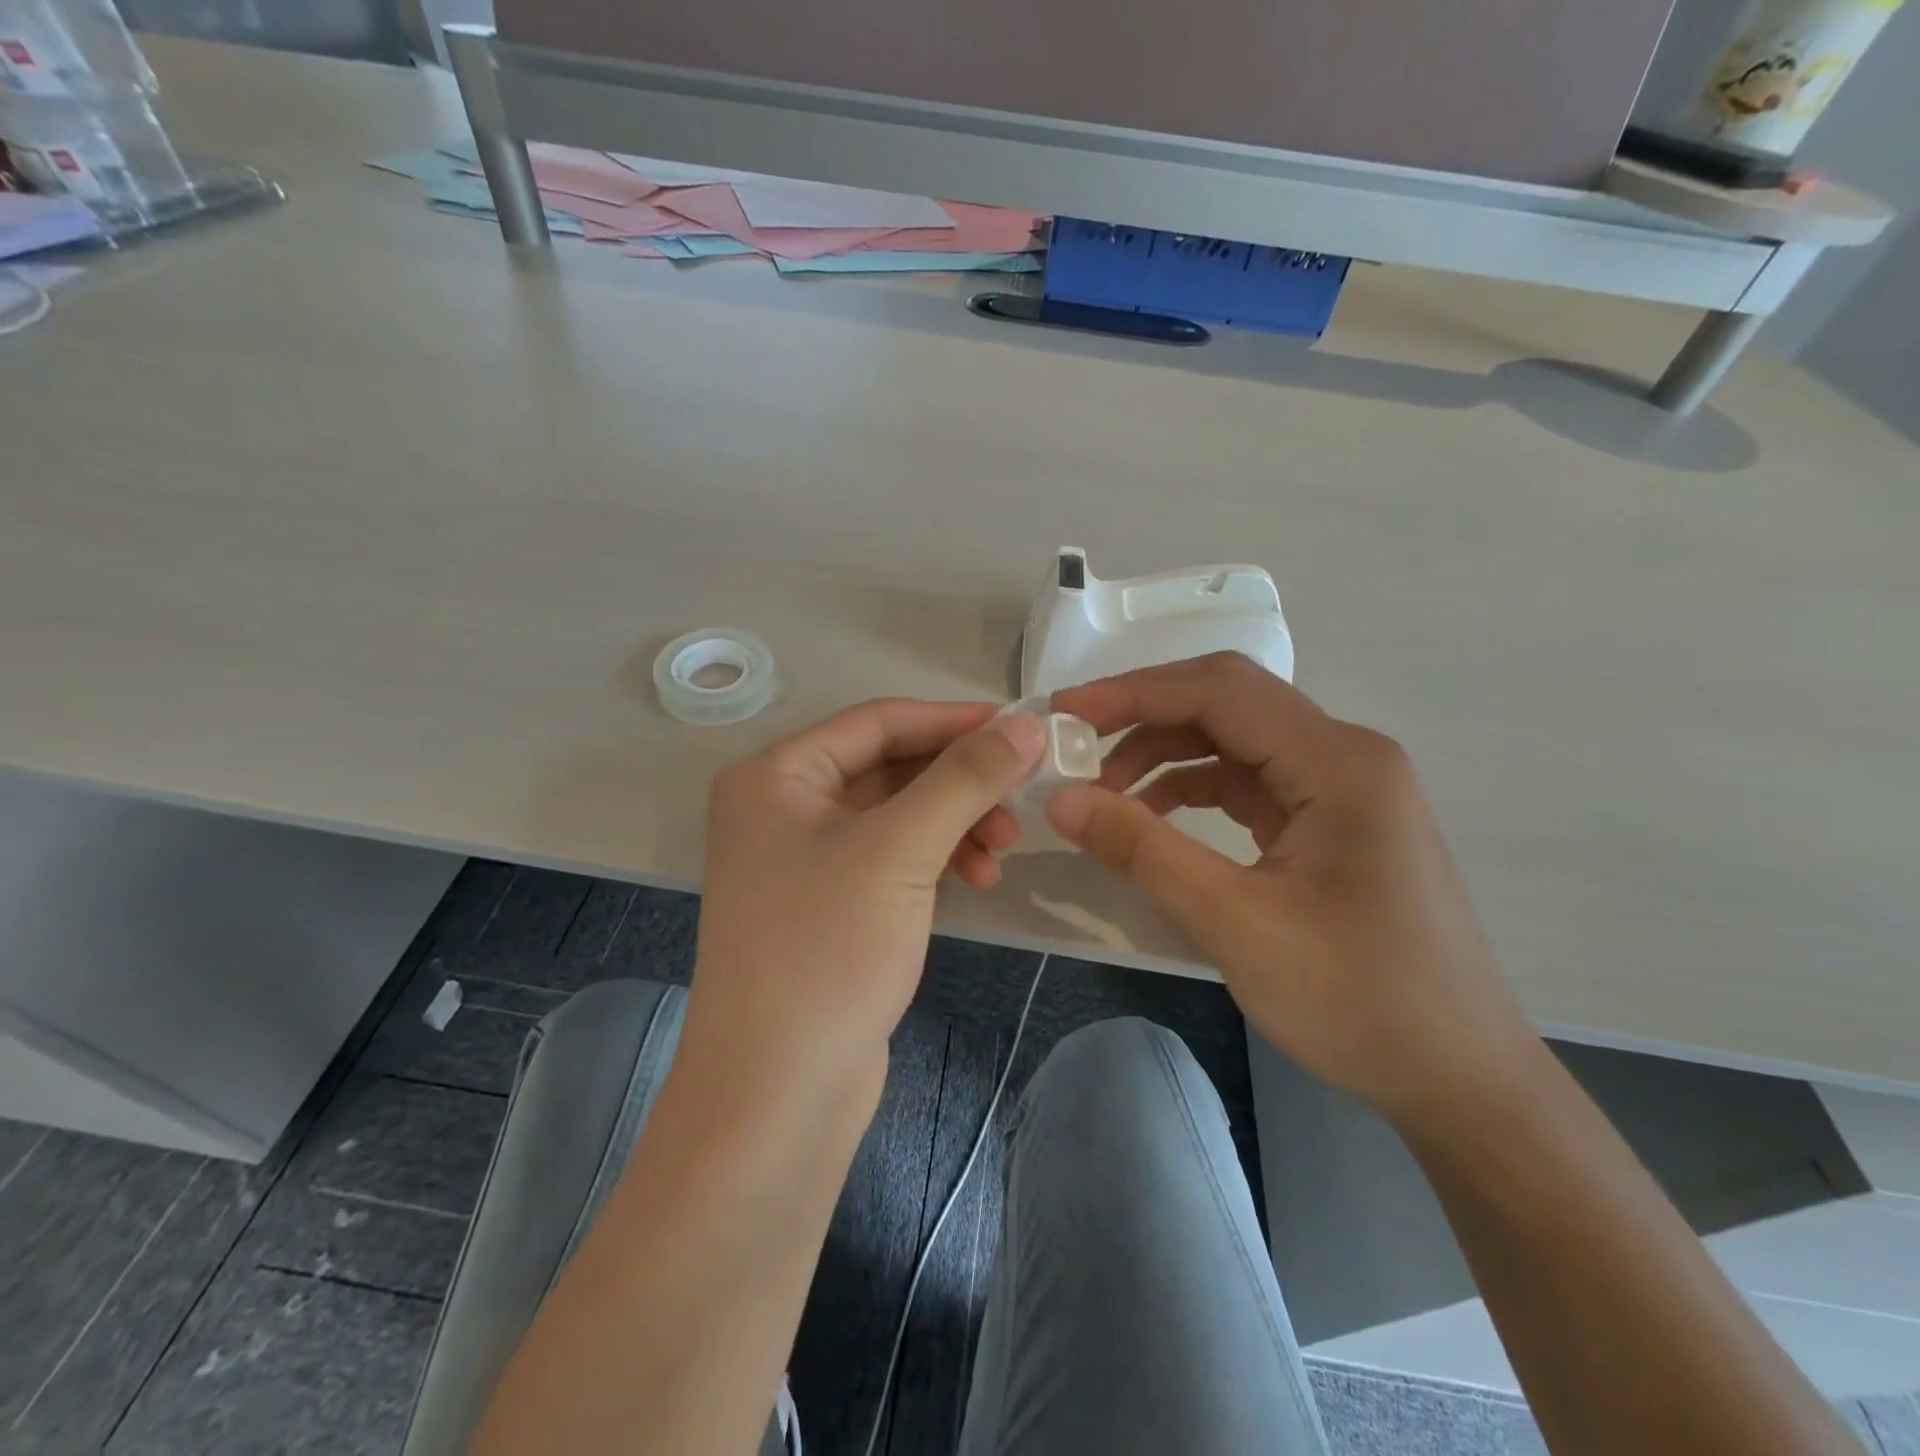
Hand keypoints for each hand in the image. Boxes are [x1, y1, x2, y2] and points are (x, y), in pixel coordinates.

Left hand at [690, 700, 1046, 1103]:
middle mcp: (783, 807)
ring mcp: (805, 860)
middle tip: (1021, 799)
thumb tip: (1025, 725)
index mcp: (777, 776)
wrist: (776, 1095)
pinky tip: (977, 880)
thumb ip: (964, 779)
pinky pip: (893, 858)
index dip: (952, 720)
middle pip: (890, 767)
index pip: (878, 722)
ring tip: (1004, 852)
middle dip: (959, 782)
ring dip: (955, 823)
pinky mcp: (831, 905)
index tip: (1021, 729)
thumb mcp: (900, 850)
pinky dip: (937, 860)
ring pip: (898, 815)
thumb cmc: (827, 951)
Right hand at [1048, 653, 1544, 1126]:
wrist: (1460, 1079)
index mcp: (1338, 762)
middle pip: (1227, 704)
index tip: (1063, 714)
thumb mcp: (1237, 924)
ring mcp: (1341, 789)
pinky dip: (1192, 789)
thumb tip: (1061, 800)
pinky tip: (1153, 820)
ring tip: (1103, 793)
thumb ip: (1145, 852)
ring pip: (1234, 742)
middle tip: (1074, 747)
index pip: (1220, 691)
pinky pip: (1249, 782)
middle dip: (1143, 718)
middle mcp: (1345, 756)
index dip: (1133, 693)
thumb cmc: (1360, 1000)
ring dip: (1164, 755)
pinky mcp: (1331, 822)